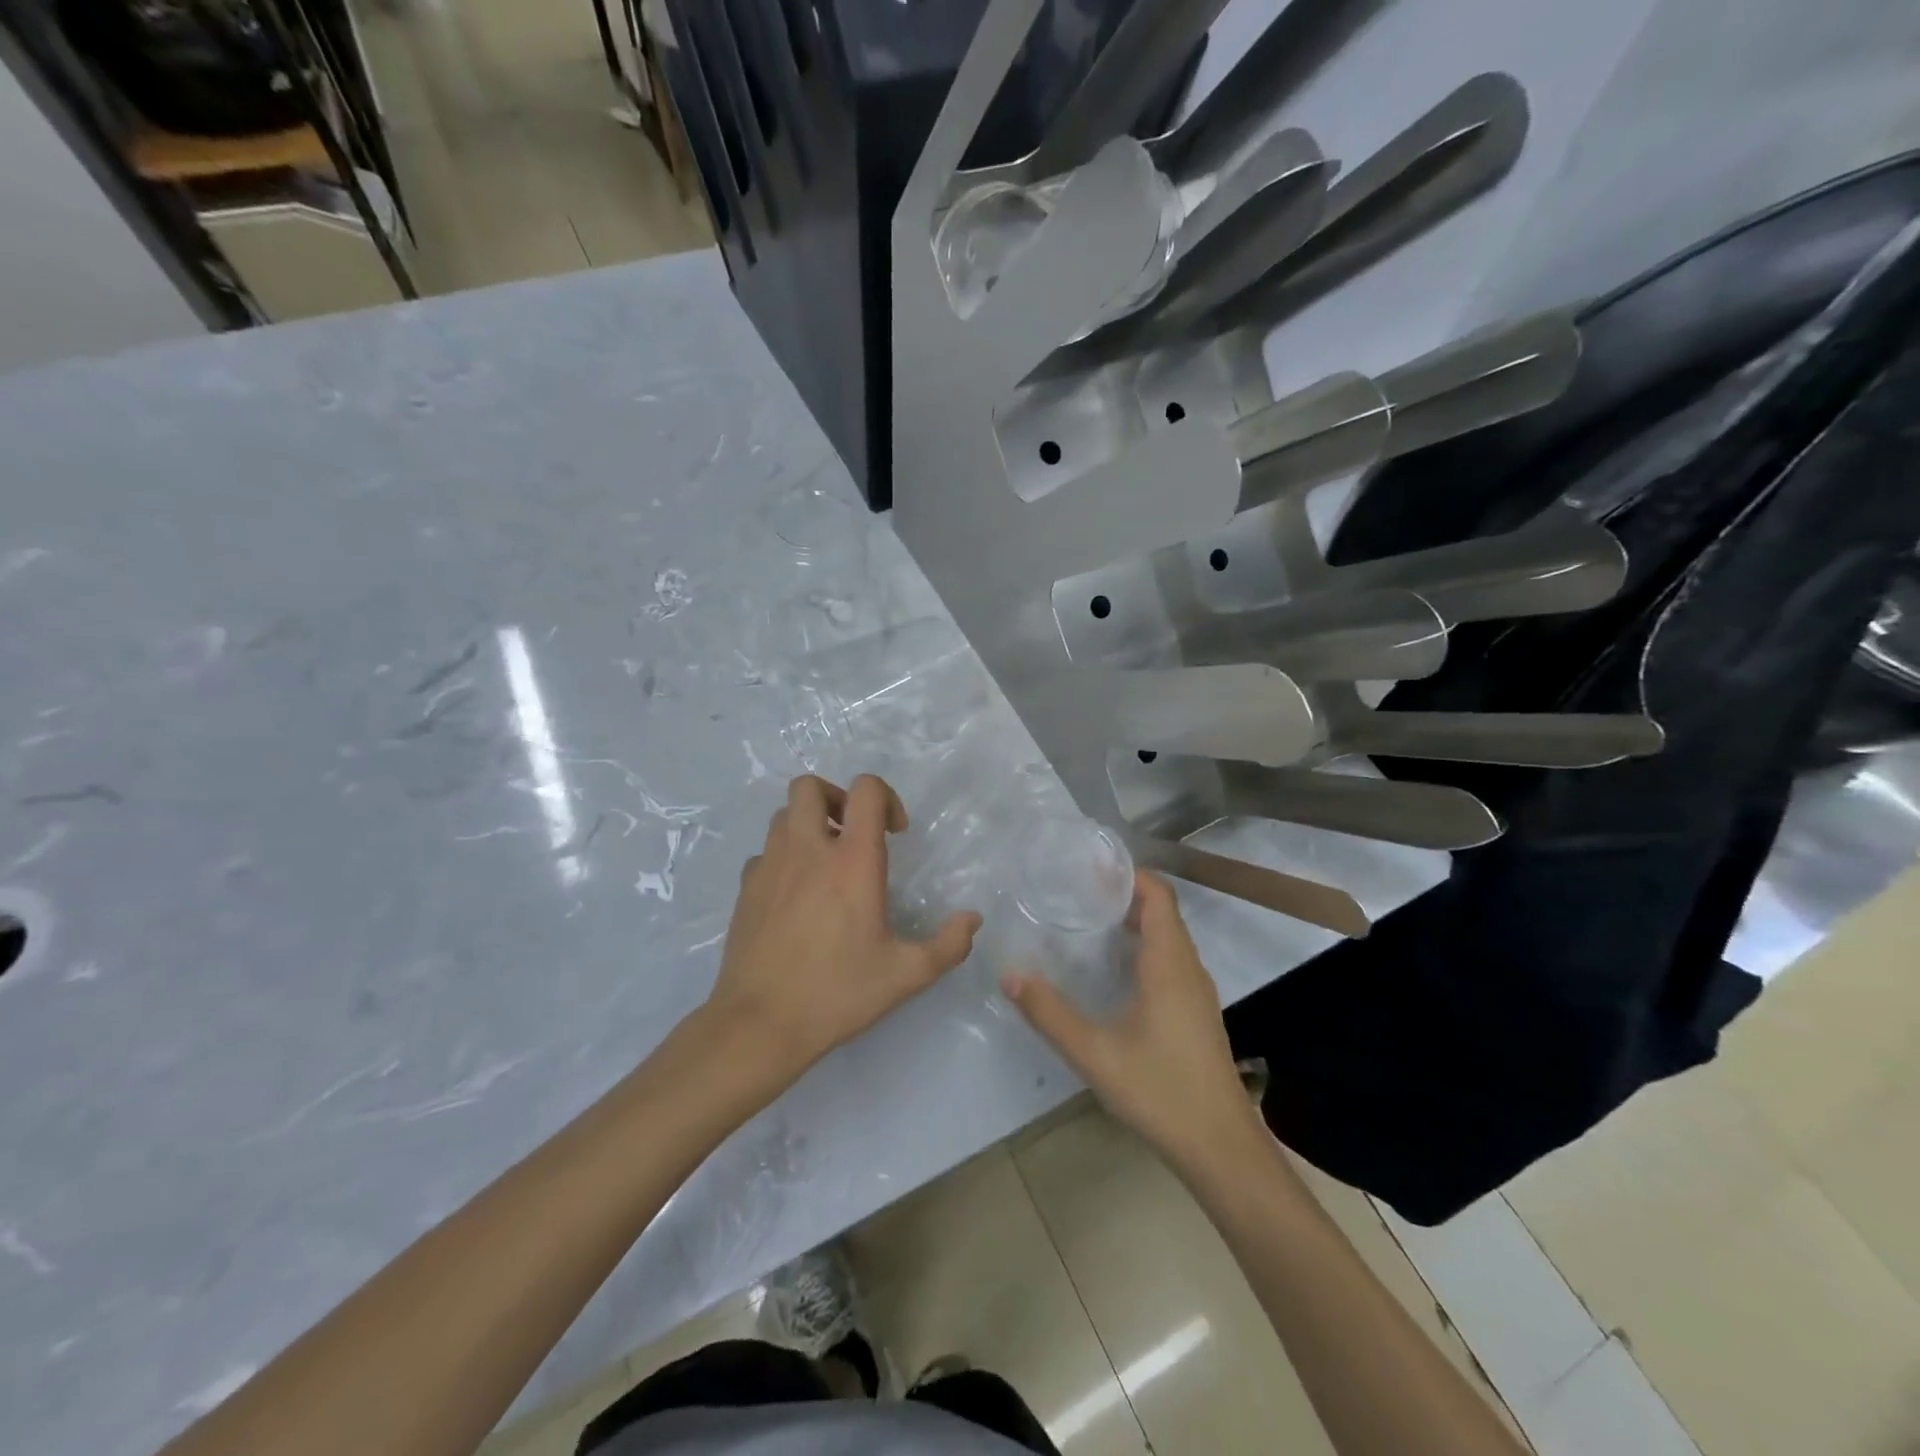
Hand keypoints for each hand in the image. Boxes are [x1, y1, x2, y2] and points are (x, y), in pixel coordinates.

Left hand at [704, 774, 981, 1093]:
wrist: (760, 1024)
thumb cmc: (837, 993)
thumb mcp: (906, 975)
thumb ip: (948, 945)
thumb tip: (972, 920)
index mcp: (851, 861)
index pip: (865, 790)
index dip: (886, 797)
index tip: (895, 833)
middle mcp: (807, 850)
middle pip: (809, 787)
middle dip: (835, 798)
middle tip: (852, 833)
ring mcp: (770, 866)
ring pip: (784, 816)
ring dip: (808, 825)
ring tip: (826, 862)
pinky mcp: (746, 889)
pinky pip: (765, 853)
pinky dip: (784, 858)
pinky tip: (796, 895)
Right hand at [1002, 870, 1264, 1174]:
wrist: (1221, 1148)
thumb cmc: (1161, 1091)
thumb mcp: (1095, 1053)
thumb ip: (1049, 1013)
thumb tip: (1008, 974)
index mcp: (1170, 964)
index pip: (1158, 895)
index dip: (1128, 875)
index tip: (1089, 866)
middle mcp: (1188, 968)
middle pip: (1161, 912)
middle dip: (1122, 895)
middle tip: (1075, 891)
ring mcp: (1196, 992)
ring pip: (1167, 938)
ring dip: (1133, 922)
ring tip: (1086, 922)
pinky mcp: (1195, 1013)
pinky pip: (1169, 962)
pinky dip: (1142, 949)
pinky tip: (1110, 971)